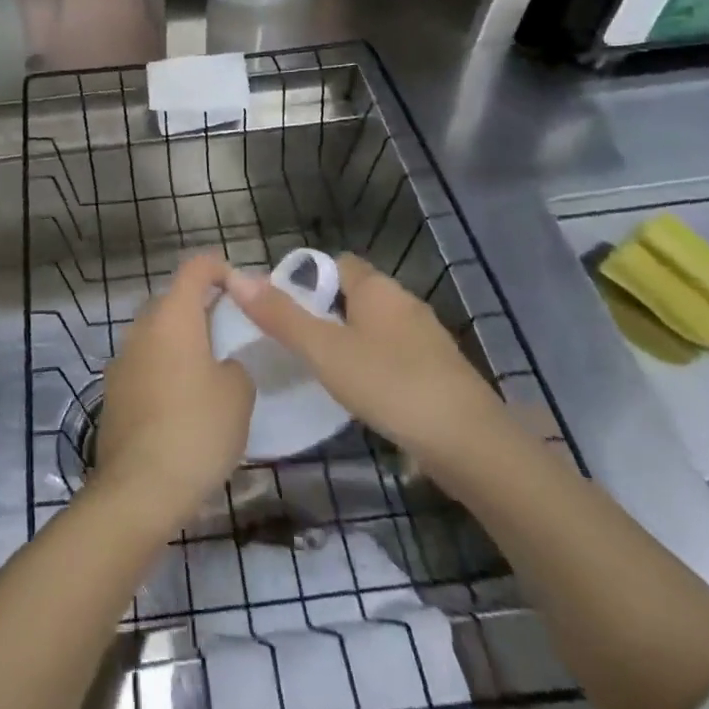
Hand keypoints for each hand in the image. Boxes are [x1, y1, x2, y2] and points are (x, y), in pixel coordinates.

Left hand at [92, 254, 254, 531]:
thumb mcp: (238, 394)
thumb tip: (220, 366)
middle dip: (201, 309)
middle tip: (231, 334)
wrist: (139, 488)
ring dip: (181, 343)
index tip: (242, 289)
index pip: (196, 268)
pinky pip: (145, 365)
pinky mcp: (113, 391)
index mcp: (174, 315)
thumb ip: (234, 365)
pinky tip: (182, 404)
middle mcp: (142, 327)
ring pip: (157, 334)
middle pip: (173, 300)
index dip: (220, 269)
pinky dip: (164, 371)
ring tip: (210, 372)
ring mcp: (122, 359)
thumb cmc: (196, 429)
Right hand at [225, 253, 501, 470]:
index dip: (306, 278)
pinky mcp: (438, 370)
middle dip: (324, 310)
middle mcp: (403, 302)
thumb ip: (281, 316)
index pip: (335, 263)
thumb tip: (238, 277)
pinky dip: (372, 363)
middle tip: (293, 340)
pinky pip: (393, 353)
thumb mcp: (325, 351)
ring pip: (374, 325)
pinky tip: (360, 391)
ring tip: (319, 367)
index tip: (280, 306)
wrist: (470, 444)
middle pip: (355, 294)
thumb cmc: (391, 384)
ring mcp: (425, 337)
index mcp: (377, 288)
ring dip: (348, 338)